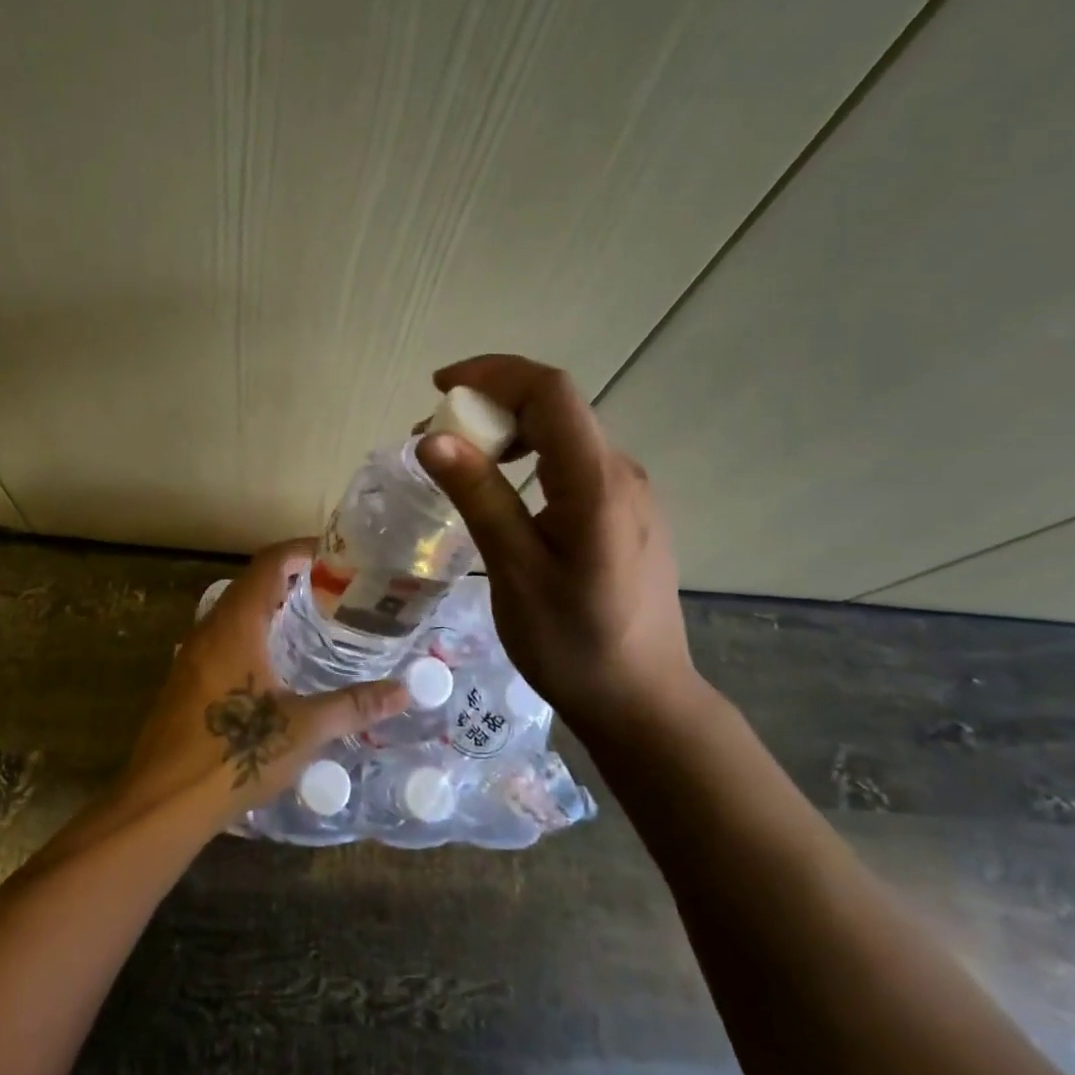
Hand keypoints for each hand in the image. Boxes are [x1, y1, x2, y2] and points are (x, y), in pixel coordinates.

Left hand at [116, 540, 408, 837]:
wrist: (162, 802)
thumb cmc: (234, 753)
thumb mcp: (303, 729)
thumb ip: (354, 705)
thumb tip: (404, 692)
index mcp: (237, 624)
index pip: (270, 563)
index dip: (302, 551)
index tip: (338, 555)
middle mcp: (210, 629)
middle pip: (253, 583)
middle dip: (293, 579)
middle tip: (337, 592)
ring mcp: (193, 655)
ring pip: (236, 612)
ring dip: (272, 607)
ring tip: (315, 623)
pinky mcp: (186, 681)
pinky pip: (224, 639)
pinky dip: (254, 634)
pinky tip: (278, 665)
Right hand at [415, 355, 702, 734]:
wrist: (642, 700)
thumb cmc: (572, 643)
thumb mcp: (515, 571)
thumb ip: (479, 497)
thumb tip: (432, 438)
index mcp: (597, 482)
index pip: (550, 391)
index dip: (493, 373)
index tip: (439, 388)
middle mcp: (622, 472)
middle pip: (556, 406)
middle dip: (491, 404)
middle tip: (435, 437)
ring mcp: (630, 492)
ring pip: (565, 433)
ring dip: (509, 431)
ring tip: (461, 461)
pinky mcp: (627, 512)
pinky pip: (574, 462)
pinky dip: (530, 456)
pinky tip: (503, 489)